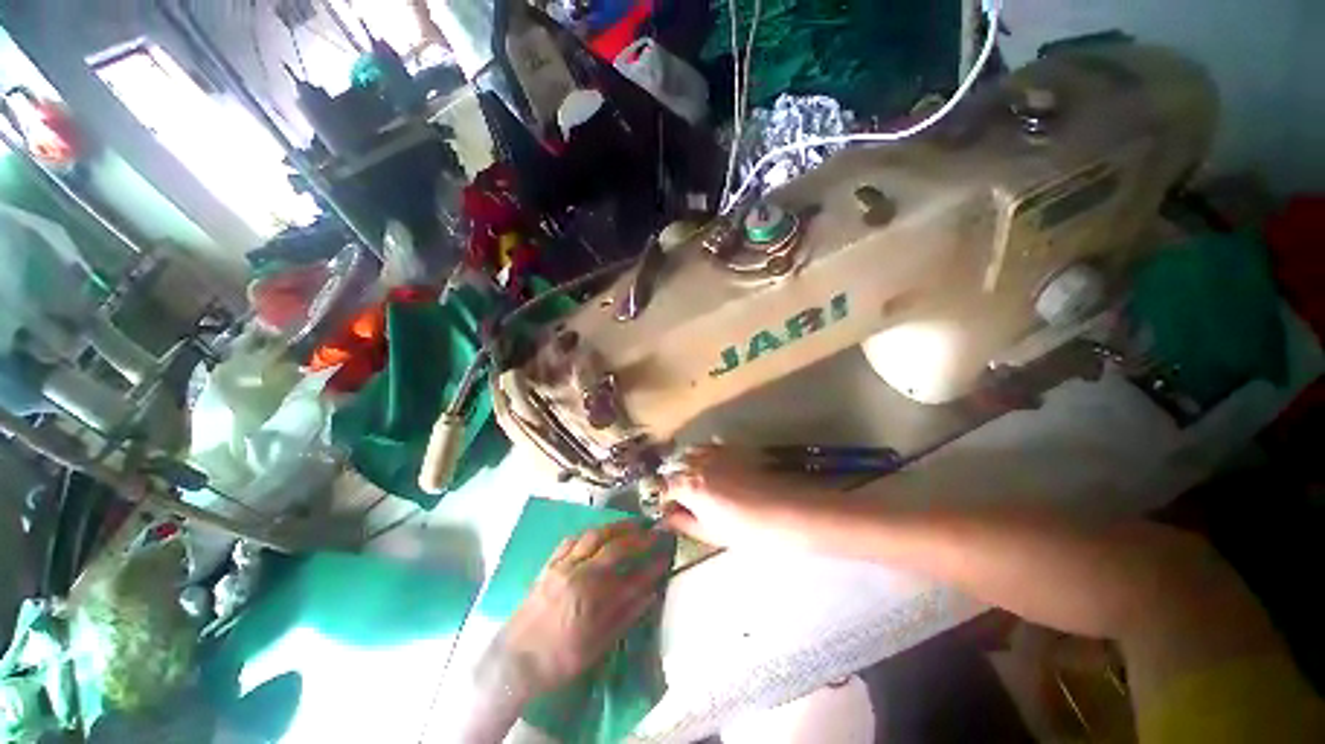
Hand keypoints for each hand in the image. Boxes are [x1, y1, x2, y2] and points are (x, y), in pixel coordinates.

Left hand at [493, 521, 669, 698]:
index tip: (665, 554)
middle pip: (613, 545)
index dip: (650, 562)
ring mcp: (561, 565)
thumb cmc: (558, 660)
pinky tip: (597, 533)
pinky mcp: (549, 565)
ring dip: (615, 527)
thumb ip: (625, 615)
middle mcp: (578, 573)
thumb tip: (650, 593)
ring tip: (630, 525)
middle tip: (652, 531)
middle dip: (636, 535)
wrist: (512, 662)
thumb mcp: (597, 645)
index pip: (630, 572)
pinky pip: (572, 540)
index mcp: (591, 596)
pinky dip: (590, 532)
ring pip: (593, 535)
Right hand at [660, 445, 837, 548]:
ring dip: (687, 463)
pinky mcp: (734, 447)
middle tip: (680, 496)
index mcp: (690, 485)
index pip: (663, 485)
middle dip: (672, 479)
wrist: (789, 511)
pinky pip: (711, 445)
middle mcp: (699, 462)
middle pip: (675, 465)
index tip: (665, 508)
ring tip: (695, 480)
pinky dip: (705, 454)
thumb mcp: (712, 533)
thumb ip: (685, 522)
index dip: (661, 497)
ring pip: (691, 451)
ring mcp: (717, 451)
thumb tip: (668, 516)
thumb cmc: (749, 531)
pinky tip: (714, 466)